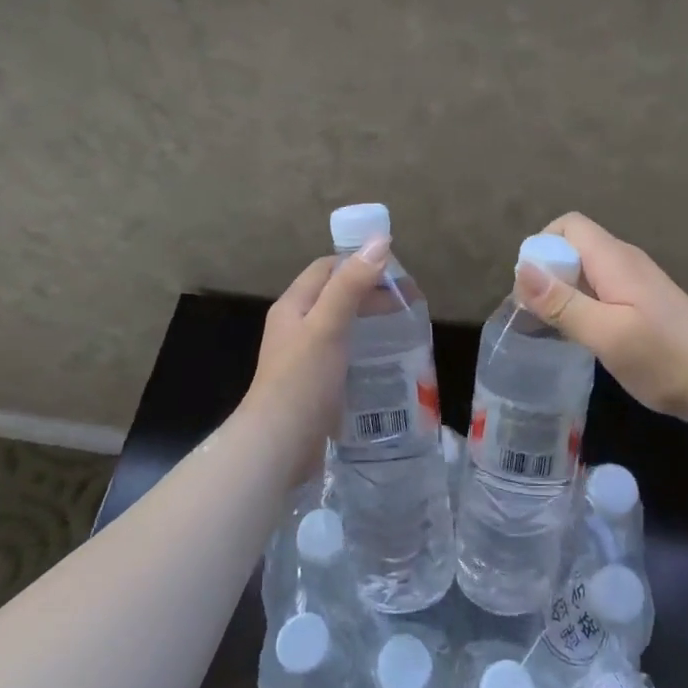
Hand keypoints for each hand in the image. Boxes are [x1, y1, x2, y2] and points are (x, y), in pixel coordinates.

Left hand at [246, 237, 390, 446]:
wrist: (278, 446)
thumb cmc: (302, 380)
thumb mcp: (328, 326)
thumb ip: (351, 285)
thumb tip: (380, 241)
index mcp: (293, 306)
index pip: (327, 268)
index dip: (359, 263)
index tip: (396, 272)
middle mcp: (295, 326)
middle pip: (335, 295)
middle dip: (370, 293)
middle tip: (409, 304)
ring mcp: (303, 357)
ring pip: (341, 325)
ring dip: (370, 321)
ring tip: (403, 329)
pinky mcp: (314, 383)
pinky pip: (343, 354)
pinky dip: (365, 348)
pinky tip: (385, 360)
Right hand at [515, 213, 687, 423]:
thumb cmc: (663, 358)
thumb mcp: (605, 334)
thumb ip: (563, 302)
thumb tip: (521, 269)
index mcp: (614, 259)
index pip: (568, 225)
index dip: (542, 246)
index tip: (531, 286)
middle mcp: (624, 261)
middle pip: (574, 246)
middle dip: (548, 271)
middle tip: (536, 313)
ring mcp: (636, 281)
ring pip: (586, 269)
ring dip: (563, 290)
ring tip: (552, 327)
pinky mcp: (642, 302)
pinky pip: (600, 288)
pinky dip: (582, 303)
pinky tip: (581, 334)